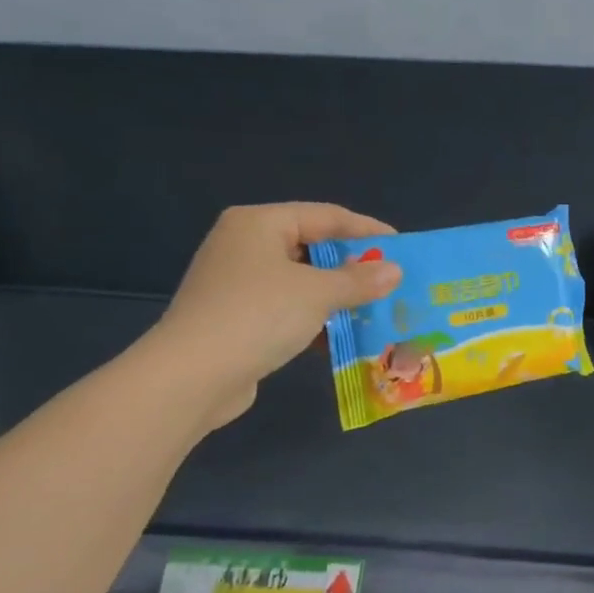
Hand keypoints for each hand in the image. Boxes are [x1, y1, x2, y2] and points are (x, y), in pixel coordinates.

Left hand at [145, 203, 401, 427]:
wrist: (191, 376)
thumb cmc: (258, 316)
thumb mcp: (318, 293)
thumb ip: (359, 280)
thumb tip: (394, 271)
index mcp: (259, 223)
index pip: (326, 216)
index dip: (367, 230)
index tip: (402, 247)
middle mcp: (244, 245)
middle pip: (311, 246)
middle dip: (352, 265)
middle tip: (390, 279)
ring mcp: (236, 282)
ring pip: (300, 280)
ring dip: (336, 294)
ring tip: (374, 307)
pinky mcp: (235, 317)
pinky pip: (286, 307)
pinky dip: (314, 316)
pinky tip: (341, 333)